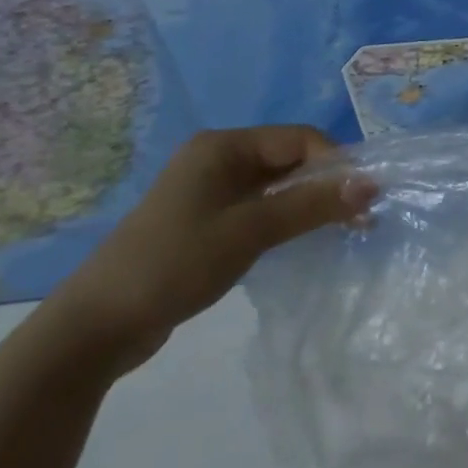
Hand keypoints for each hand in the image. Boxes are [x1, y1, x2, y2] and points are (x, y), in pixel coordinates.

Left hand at [51, 126, 373, 372]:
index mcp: (223, 146)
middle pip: (290, 159)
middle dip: (326, 184)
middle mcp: (218, 158)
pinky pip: (260, 207)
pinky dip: (286, 219)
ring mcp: (210, 191)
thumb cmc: (175, 264)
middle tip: (360, 217)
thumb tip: (372, 184)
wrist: (95, 328)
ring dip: (310, 203)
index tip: (364, 198)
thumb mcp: (250, 230)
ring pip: (277, 186)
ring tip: (342, 229)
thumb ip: (312, 204)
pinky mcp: (206, 221)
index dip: (336, 163)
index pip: (299, 139)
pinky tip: (304, 239)